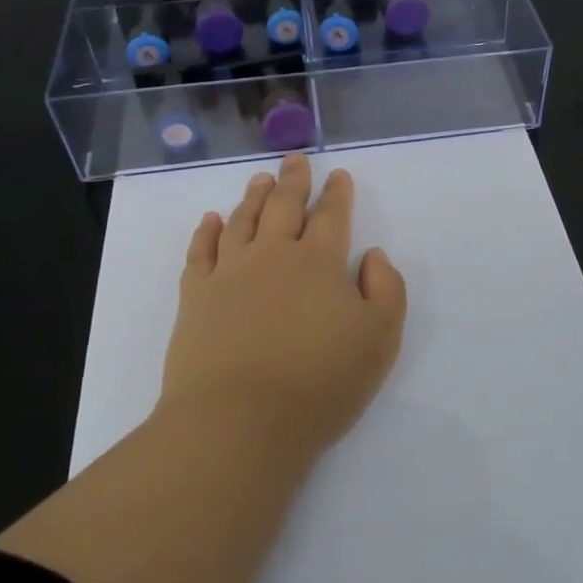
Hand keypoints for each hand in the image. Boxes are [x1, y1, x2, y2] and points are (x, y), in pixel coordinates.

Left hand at [162, 153, 408, 456]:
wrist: (238, 422)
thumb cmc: (320, 383)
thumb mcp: (380, 339)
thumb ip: (387, 289)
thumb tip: (372, 255)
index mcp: (320, 262)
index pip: (332, 216)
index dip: (337, 193)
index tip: (338, 175)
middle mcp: (274, 255)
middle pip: (284, 206)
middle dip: (294, 181)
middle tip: (295, 160)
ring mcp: (230, 273)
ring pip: (243, 220)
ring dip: (253, 197)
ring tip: (260, 179)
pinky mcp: (196, 296)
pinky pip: (200, 252)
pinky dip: (206, 231)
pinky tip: (211, 219)